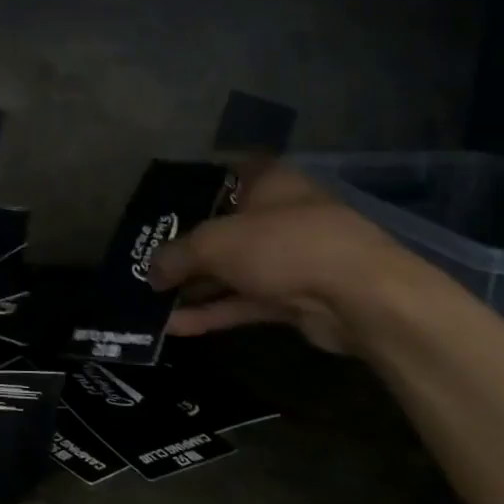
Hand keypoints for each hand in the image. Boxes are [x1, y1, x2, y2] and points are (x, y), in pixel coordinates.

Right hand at [147, 163, 427, 355]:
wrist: (359, 298)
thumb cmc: (282, 245)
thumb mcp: (214, 243)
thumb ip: (177, 255)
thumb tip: (150, 273)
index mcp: (268, 181)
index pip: (223, 176)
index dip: (190, 190)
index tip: (158, 210)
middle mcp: (279, 214)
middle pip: (222, 228)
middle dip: (184, 249)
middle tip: (144, 262)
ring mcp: (289, 258)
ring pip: (232, 270)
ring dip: (194, 286)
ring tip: (150, 300)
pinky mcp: (294, 297)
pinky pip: (243, 302)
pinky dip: (213, 312)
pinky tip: (174, 326)